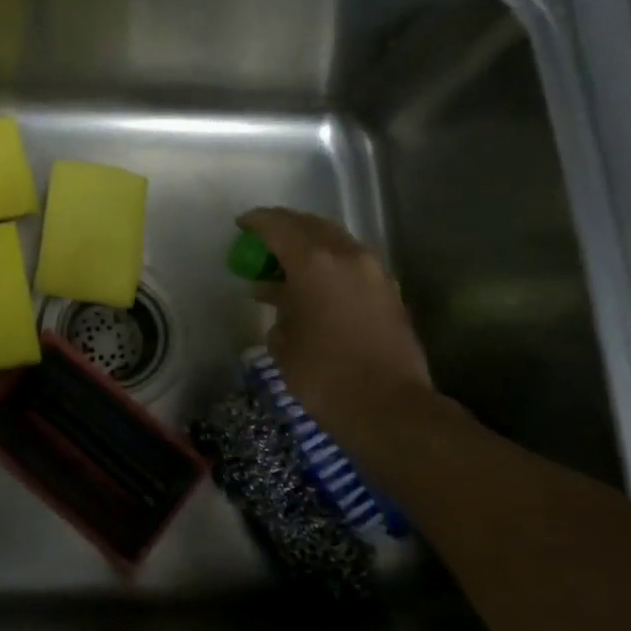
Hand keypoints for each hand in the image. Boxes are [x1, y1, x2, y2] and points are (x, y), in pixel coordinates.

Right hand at [238, 207, 431, 435]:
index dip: (257, 222)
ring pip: (335, 241)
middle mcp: (347, 255)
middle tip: (263, 240)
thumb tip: (278, 296)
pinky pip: (351, 262)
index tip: (241, 225)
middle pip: (310, 225)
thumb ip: (278, 307)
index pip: (279, 226)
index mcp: (315, 262)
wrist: (389, 408)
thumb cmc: (324, 375)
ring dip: (310, 245)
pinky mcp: (388, 291)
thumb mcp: (284, 342)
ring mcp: (373, 271)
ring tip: (287, 263)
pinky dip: (329, 263)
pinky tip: (314, 284)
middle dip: (285, 227)